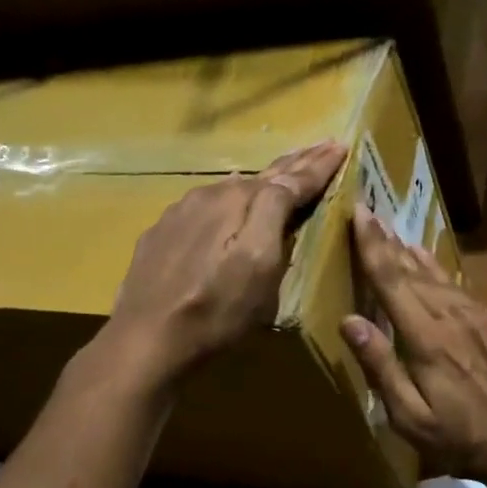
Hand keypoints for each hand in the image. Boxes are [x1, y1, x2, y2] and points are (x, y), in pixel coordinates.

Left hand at [107, 141, 346, 380]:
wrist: (145, 341)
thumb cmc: (216, 309)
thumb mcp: (259, 264)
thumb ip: (275, 212)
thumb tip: (290, 178)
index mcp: (239, 200)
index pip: (290, 177)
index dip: (319, 165)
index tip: (341, 146)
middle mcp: (209, 195)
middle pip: (262, 176)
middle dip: (296, 162)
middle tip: (322, 146)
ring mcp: (180, 213)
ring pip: (233, 189)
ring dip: (264, 179)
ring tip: (286, 168)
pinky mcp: (162, 234)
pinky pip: (207, 206)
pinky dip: (232, 200)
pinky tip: (233, 201)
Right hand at [339, 205, 486, 486]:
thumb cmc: (460, 438)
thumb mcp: (410, 416)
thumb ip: (381, 366)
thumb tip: (350, 320)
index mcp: (427, 338)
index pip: (392, 281)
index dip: (372, 246)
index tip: (359, 213)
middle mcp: (452, 316)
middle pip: (412, 271)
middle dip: (387, 243)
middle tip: (369, 215)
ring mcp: (478, 316)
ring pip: (437, 276)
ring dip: (411, 253)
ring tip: (392, 234)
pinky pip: (458, 287)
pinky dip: (437, 271)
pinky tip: (428, 262)